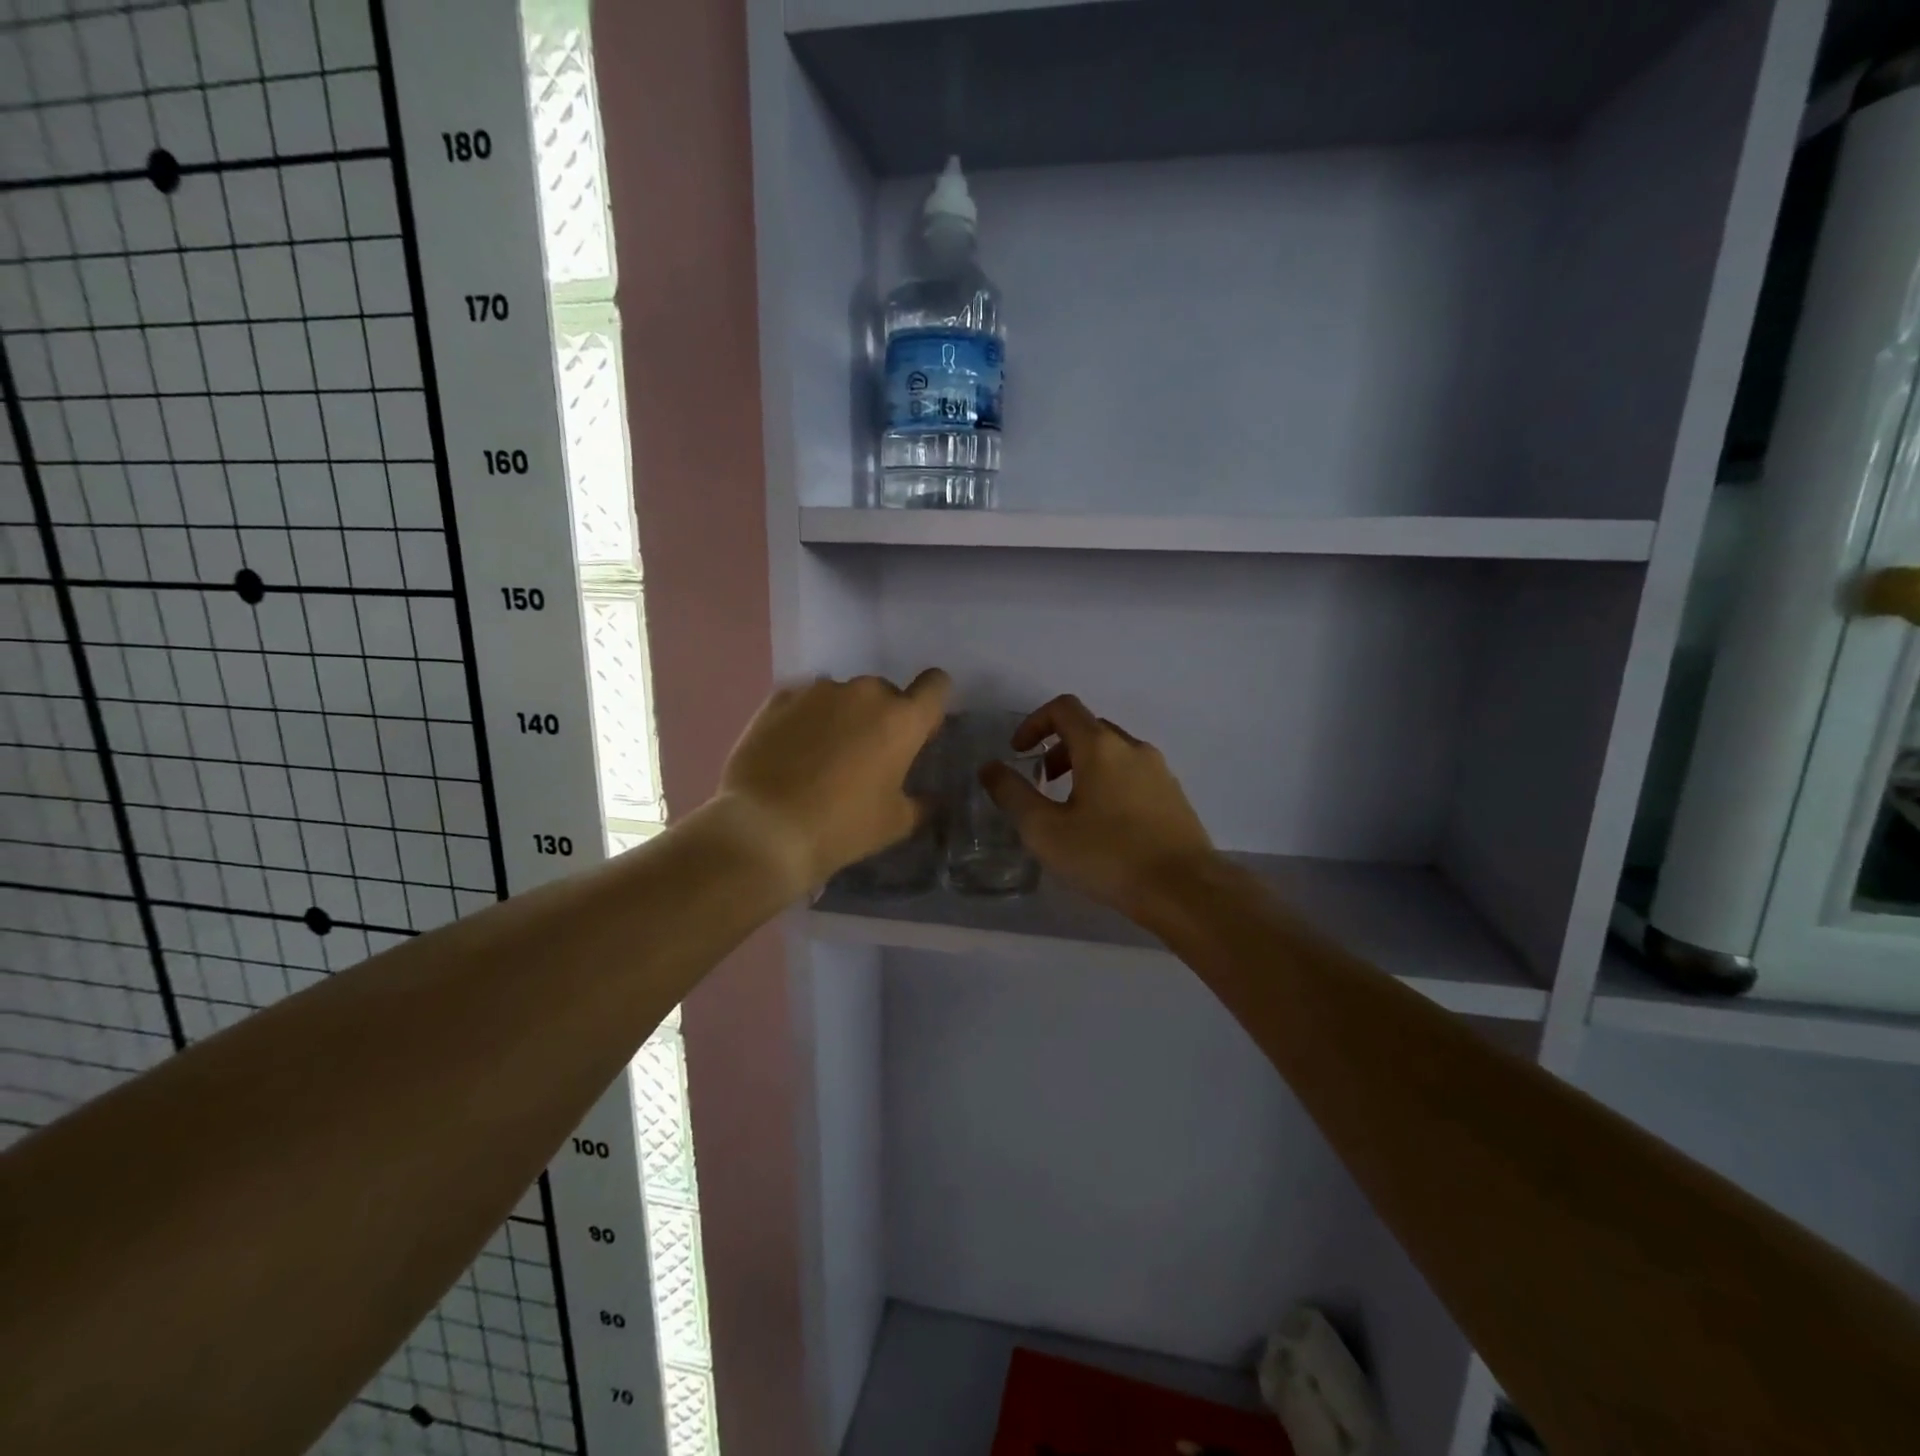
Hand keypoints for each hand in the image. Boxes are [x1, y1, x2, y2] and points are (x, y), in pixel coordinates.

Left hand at [718, 669, 950, 891]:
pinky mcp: (779, 698)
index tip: (920, 731)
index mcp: (902, 720)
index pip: (936, 685)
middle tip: (866, 758)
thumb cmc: (842, 827)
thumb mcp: (895, 824)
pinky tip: (792, 752)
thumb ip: (920, 803)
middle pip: (886, 693)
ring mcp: (818, 691)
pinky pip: (805, 701)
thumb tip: (929, 799)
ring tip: (822, 757)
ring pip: (843, 696)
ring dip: (842, 717)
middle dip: (882, 718)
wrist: (765, 829)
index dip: (931, 705)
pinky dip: (806, 719)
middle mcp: (864, 693)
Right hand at [982, 694, 1215, 918]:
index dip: (1034, 722)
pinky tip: (1106, 826)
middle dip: (1058, 747)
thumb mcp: (1045, 830)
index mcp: (1101, 746)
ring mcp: (1160, 771)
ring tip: (1072, 808)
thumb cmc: (1108, 856)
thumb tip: (989, 767)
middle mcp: (1133, 748)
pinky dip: (1110, 783)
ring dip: (1085, 767)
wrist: (1184, 890)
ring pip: (1114, 753)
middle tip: (1043, 782)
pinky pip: (1134, 774)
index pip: (1063, 708)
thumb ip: (1012, 794)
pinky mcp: (1175, 796)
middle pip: (1089, 728)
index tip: (1019, 753)